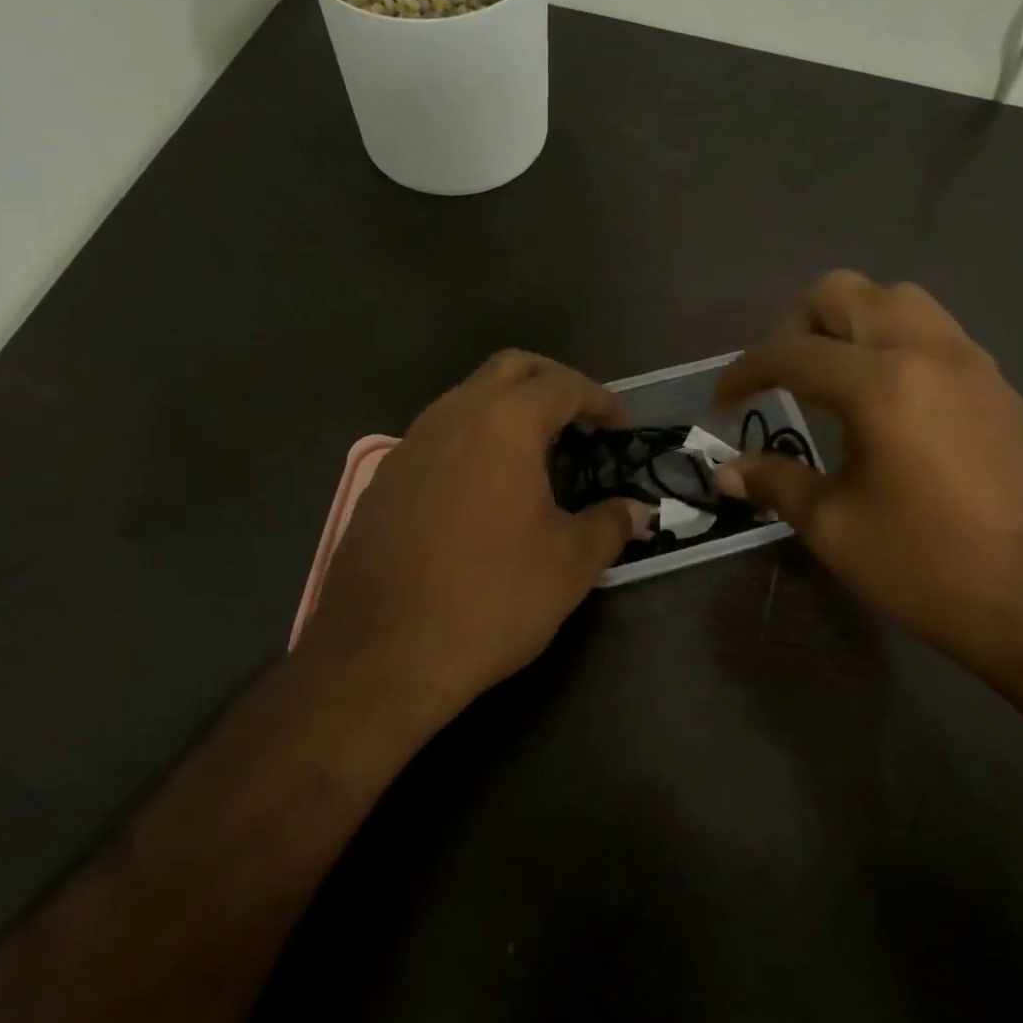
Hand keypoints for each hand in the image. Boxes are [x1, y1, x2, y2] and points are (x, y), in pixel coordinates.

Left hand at [302, 351, 648, 719]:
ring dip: (509, 408)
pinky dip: (474, 439)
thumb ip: (611, 525)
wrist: (383, 654)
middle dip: (554, 383)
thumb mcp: (569, 564)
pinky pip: (440, 434)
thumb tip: (639, 511)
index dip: (600, 401)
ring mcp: (411, 443)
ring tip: (539, 453)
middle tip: (582, 421)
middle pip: (511, 368)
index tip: (621, 429)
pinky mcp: (386, 477)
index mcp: (503, 423)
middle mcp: (453, 415)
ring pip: (468, 396)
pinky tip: (486, 488)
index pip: (562, 385)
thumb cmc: (492, 599)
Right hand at [714, 272, 1022, 673]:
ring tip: (828, 379)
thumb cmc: (931, 570)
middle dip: (793, 326)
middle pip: (844, 293)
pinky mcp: (1000, 386)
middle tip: (777, 379)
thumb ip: (776, 483)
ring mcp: (973, 364)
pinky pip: (933, 331)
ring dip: (848, 323)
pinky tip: (883, 402)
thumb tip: (726, 470)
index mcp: (882, 384)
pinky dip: (891, 342)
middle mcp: (928, 352)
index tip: (720, 403)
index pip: (791, 352)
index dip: (743, 372)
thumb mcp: (836, 529)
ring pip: (897, 300)